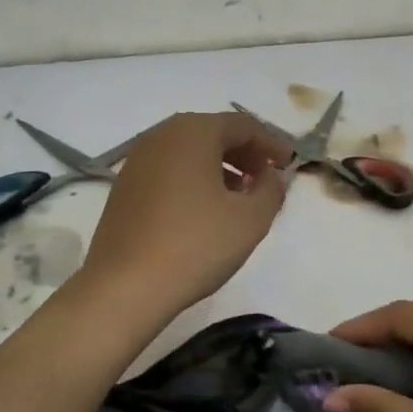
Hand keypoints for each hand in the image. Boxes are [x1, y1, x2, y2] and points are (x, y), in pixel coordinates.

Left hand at [80, 112, 290, 320]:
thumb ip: (271, 189)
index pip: (242, 125)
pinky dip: (192, 179)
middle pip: (213, 133)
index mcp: (193, 132)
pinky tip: (203, 210)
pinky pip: (168, 170)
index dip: (270, 143)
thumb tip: (270, 176)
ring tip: (238, 197)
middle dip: (244, 153)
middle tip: (265, 179)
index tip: (288, 164)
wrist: (125, 286)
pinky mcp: (124, 186)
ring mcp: (137, 161)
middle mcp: (161, 136)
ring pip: (188, 152)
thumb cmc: (195, 245)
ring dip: (219, 167)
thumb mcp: (251, 219)